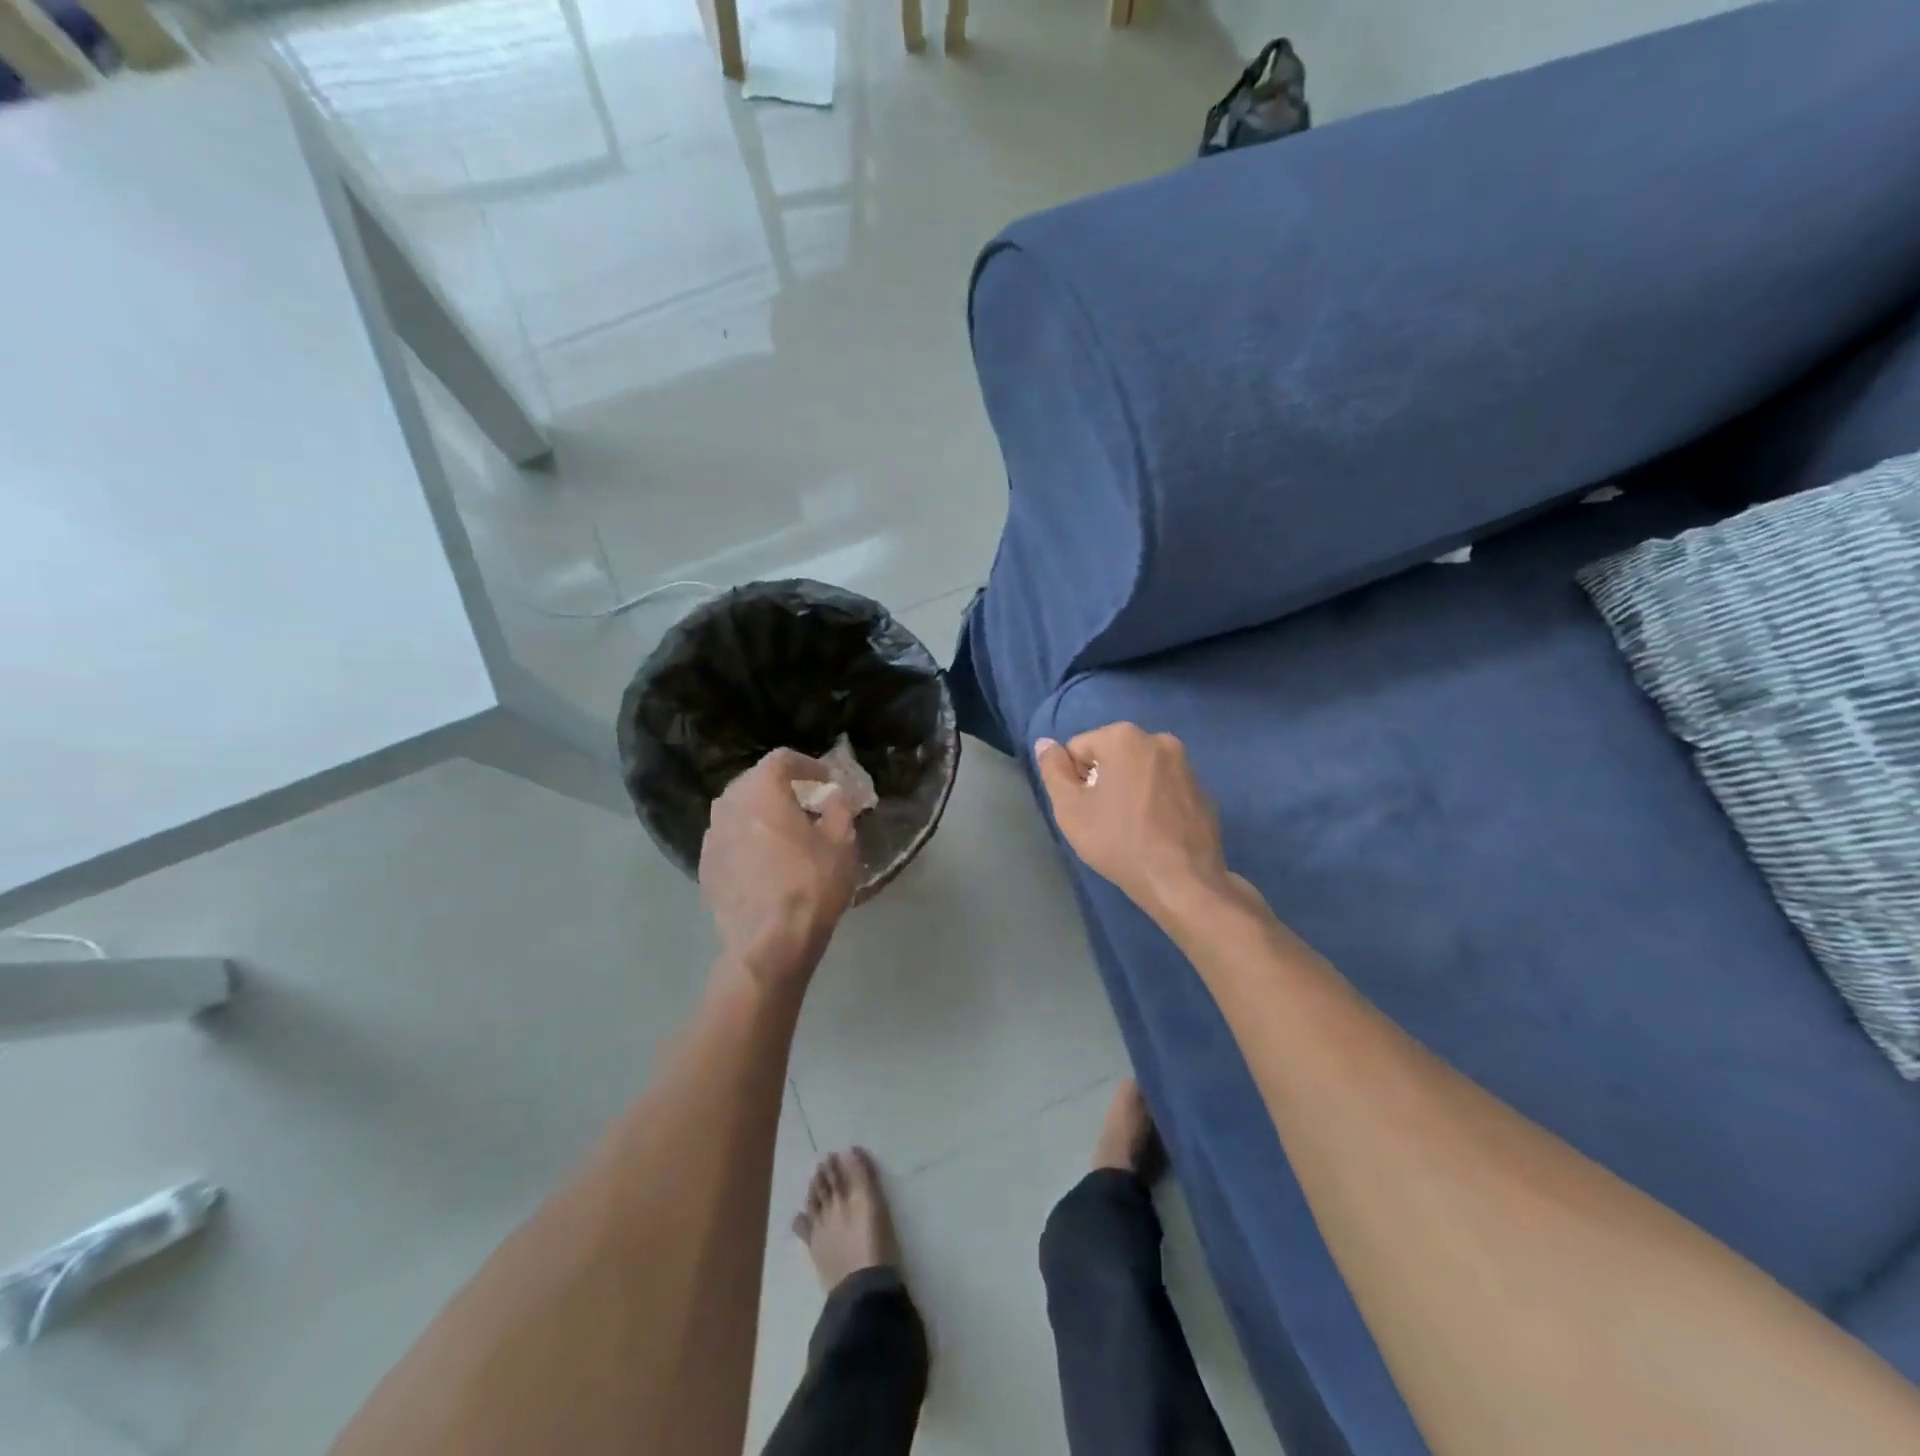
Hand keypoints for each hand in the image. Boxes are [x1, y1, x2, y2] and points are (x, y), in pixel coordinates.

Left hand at [701, 749, 859, 989]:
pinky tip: (765, 862)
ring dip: (762, 813)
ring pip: (738, 811)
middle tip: (807, 804)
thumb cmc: (811, 885)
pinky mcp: (704, 866)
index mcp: (761, 791)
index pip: (782, 759)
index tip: (825, 781)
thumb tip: (831, 795)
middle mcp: (729, 805)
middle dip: (782, 787)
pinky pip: (729, 838)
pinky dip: (747, 839)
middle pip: (755, 781)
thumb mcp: (842, 843)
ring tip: (786, 833)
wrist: (769, 943)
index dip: (807, 765)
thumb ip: (838, 808)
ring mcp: (711, 837)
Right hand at [1035, 725, 1230, 922]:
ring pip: (1139, 771)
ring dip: (1128, 790)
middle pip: (1111, 755)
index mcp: (1124, 737)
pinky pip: (1164, 788)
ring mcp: (1186, 765)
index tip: (1083, 809)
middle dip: (1102, 780)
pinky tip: (1153, 832)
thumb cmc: (1119, 841)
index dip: (1073, 779)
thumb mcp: (1070, 808)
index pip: (1078, 748)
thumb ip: (1052, 769)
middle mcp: (1159, 740)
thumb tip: (1045, 743)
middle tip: (1103, 819)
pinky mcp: (1202, 790)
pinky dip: (1154, 802)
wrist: (1183, 882)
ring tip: (1129, 827)